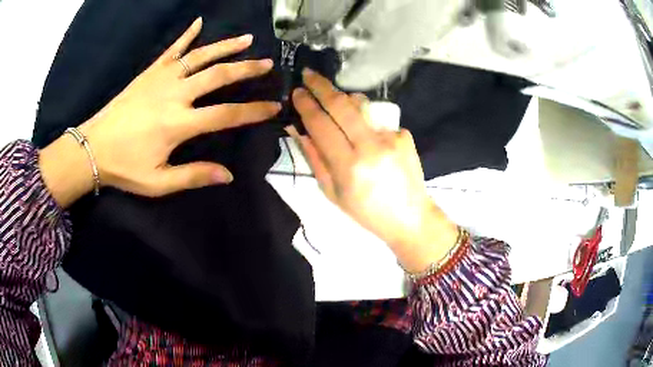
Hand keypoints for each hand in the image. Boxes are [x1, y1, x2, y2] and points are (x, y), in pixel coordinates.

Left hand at [40, 18, 280, 206]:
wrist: (93, 147)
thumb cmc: (125, 167)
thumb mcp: (158, 183)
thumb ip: (193, 176)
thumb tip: (228, 175)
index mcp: (179, 124)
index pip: (226, 114)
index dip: (253, 111)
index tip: (274, 106)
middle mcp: (175, 94)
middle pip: (218, 76)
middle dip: (246, 69)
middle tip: (266, 64)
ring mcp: (162, 78)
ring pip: (200, 56)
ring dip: (225, 46)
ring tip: (247, 39)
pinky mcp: (150, 72)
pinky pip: (172, 49)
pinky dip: (186, 34)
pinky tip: (199, 22)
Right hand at [288, 69, 458, 272]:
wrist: (409, 217)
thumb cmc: (366, 212)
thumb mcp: (332, 193)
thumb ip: (315, 158)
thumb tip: (299, 130)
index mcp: (348, 166)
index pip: (321, 125)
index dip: (306, 105)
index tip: (297, 92)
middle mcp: (370, 147)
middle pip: (341, 105)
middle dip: (321, 85)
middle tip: (309, 74)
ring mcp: (390, 138)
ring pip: (361, 104)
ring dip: (344, 98)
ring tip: (334, 101)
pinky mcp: (404, 135)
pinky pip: (377, 119)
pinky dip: (366, 121)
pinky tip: (368, 138)